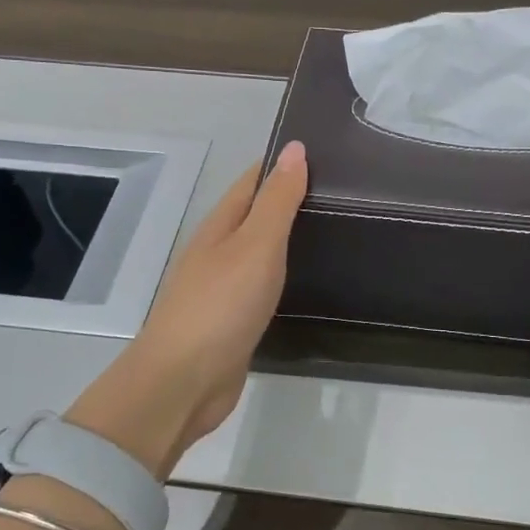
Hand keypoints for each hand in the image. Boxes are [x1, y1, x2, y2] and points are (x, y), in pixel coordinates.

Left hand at [66, 141, 307, 476]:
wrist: (184, 382)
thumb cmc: (221, 305)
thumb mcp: (256, 245)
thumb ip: (277, 200)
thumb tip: (295, 148)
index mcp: (220, 226)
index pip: (253, 181)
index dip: (283, 164)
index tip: (327, 154)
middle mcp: (218, 250)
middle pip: (256, 214)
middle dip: (291, 200)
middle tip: (344, 193)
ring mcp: (223, 287)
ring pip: (261, 251)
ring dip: (289, 238)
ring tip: (336, 230)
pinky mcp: (233, 320)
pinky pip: (263, 285)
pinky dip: (285, 275)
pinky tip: (308, 279)